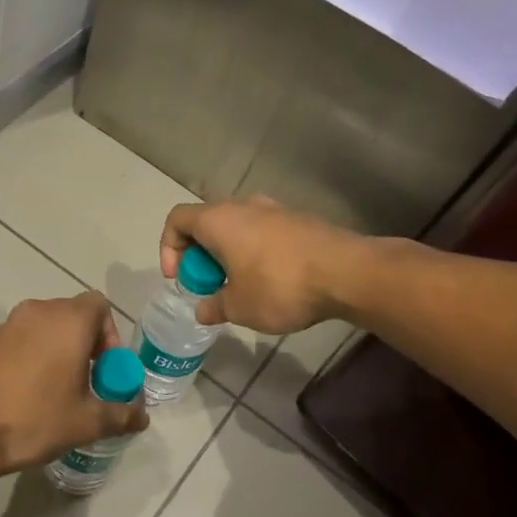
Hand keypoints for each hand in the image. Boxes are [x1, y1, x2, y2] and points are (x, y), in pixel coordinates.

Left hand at [0, 292, 147, 478]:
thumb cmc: (35, 418)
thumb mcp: (87, 422)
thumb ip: (121, 414)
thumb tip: (141, 418)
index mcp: (68, 320)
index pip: (100, 306)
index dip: (111, 336)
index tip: (107, 370)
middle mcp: (38, 311)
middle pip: (74, 316)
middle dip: (88, 346)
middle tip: (90, 384)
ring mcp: (8, 325)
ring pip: (47, 328)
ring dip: (61, 351)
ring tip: (61, 392)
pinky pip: (24, 341)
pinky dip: (35, 357)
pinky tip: (31, 395)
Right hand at [160, 196, 364, 334]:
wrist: (348, 273)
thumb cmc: (280, 286)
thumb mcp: (238, 307)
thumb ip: (214, 306)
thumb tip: (203, 309)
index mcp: (218, 220)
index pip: (176, 219)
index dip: (168, 248)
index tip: (180, 278)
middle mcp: (243, 206)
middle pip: (206, 223)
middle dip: (200, 256)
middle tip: (210, 287)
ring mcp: (275, 210)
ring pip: (237, 229)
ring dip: (229, 256)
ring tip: (240, 288)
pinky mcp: (300, 221)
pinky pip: (263, 234)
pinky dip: (255, 254)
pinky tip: (271, 283)